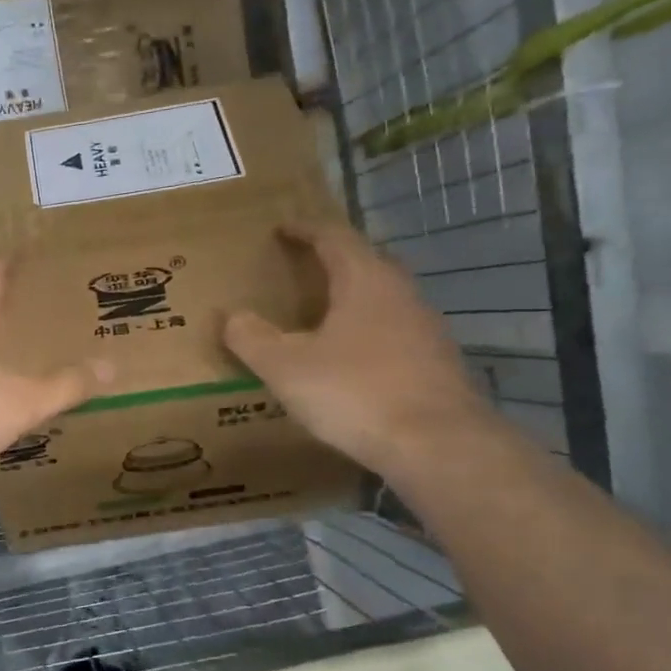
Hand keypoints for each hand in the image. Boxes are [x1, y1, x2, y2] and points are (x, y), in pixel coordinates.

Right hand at [223, 221, 490, 472]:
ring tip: (323, 315)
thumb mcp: (286, 367)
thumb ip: (253, 338)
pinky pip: (395, 332)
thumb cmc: (355, 392)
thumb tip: (233, 316)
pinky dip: (369, 333)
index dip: (305, 229)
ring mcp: (426, 327)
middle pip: (365, 262)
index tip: (282, 227)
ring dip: (353, 299)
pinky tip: (353, 360)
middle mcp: (401, 292)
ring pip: (383, 299)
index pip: (334, 237)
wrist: (437, 443)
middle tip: (301, 269)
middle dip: (332, 261)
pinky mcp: (437, 362)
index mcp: (365, 280)